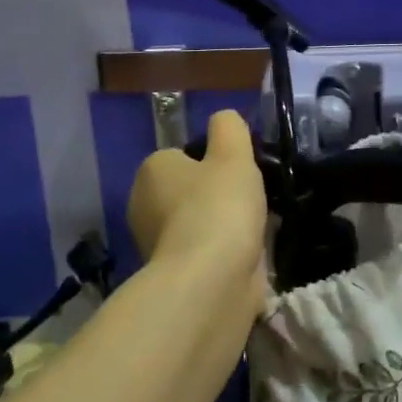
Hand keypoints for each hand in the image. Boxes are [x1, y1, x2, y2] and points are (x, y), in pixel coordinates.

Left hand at [128, 110, 268, 315]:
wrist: (211, 281)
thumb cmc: (218, 207)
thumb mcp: (232, 153)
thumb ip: (229, 128)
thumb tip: (225, 120)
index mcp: (151, 171)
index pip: (183, 155)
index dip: (214, 160)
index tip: (239, 171)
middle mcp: (144, 206)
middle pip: (191, 190)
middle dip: (220, 195)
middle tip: (250, 199)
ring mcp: (158, 245)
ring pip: (201, 222)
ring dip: (226, 225)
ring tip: (257, 227)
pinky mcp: (176, 276)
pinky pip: (207, 252)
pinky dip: (226, 252)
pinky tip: (250, 254)